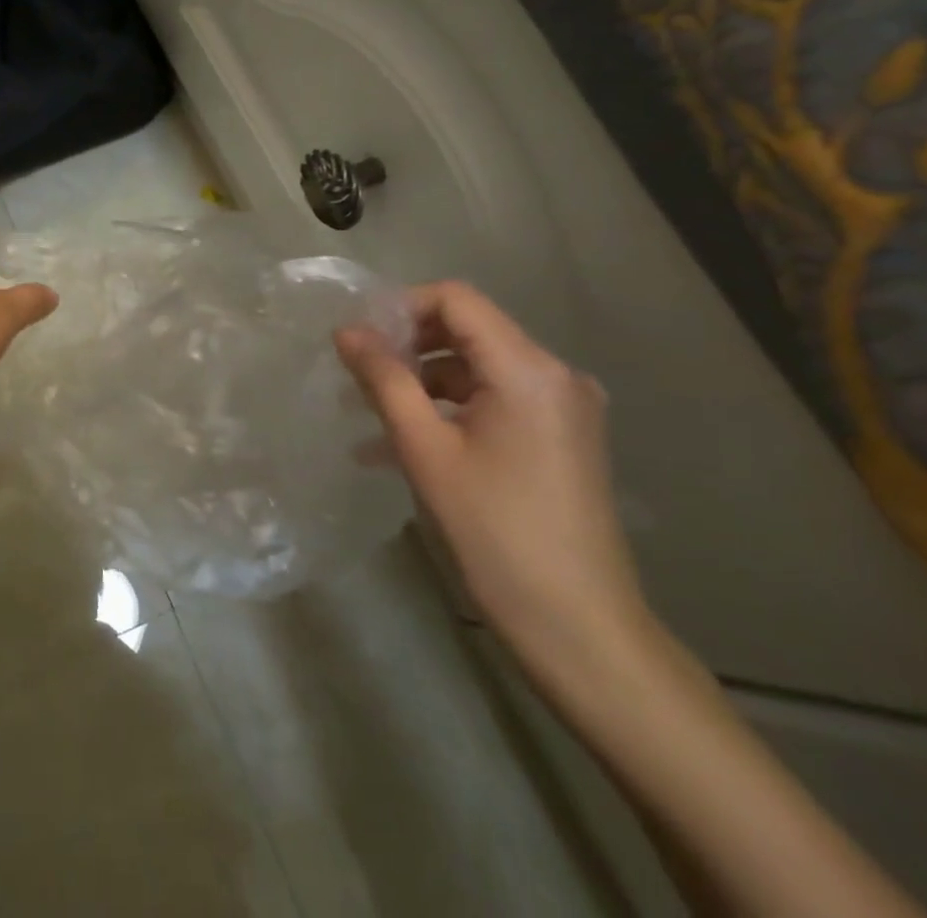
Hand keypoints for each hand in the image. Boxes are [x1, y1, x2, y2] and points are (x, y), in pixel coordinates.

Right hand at [335, 282, 648, 673]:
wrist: (579, 627)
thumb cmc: (495, 531)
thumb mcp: (424, 449)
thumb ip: (383, 379)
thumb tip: (346, 331)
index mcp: (528, 369)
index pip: (456, 299)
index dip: (400, 307)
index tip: (357, 340)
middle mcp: (555, 375)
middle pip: (467, 329)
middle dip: (406, 345)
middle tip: (357, 376)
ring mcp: (564, 408)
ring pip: (476, 367)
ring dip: (422, 381)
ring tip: (370, 415)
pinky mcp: (561, 437)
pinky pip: (494, 400)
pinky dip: (449, 409)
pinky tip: (404, 443)